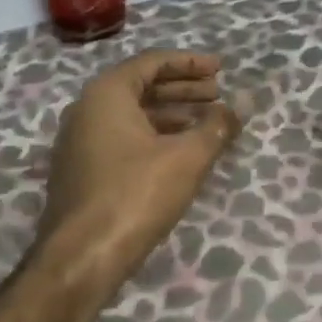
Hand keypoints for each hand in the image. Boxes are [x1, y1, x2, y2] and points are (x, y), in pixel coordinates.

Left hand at [40, 50, 241, 284]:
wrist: (80, 259)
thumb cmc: (134, 195)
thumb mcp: (186, 158)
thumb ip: (216, 126)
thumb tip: (242, 104)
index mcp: (106, 93)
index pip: (152, 62)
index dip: (190, 63)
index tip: (221, 69)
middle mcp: (87, 109)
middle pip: (141, 86)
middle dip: (183, 89)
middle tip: (218, 95)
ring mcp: (80, 142)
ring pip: (132, 115)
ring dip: (171, 115)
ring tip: (208, 124)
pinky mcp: (81, 171)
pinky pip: (122, 138)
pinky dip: (154, 137)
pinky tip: (180, 154)